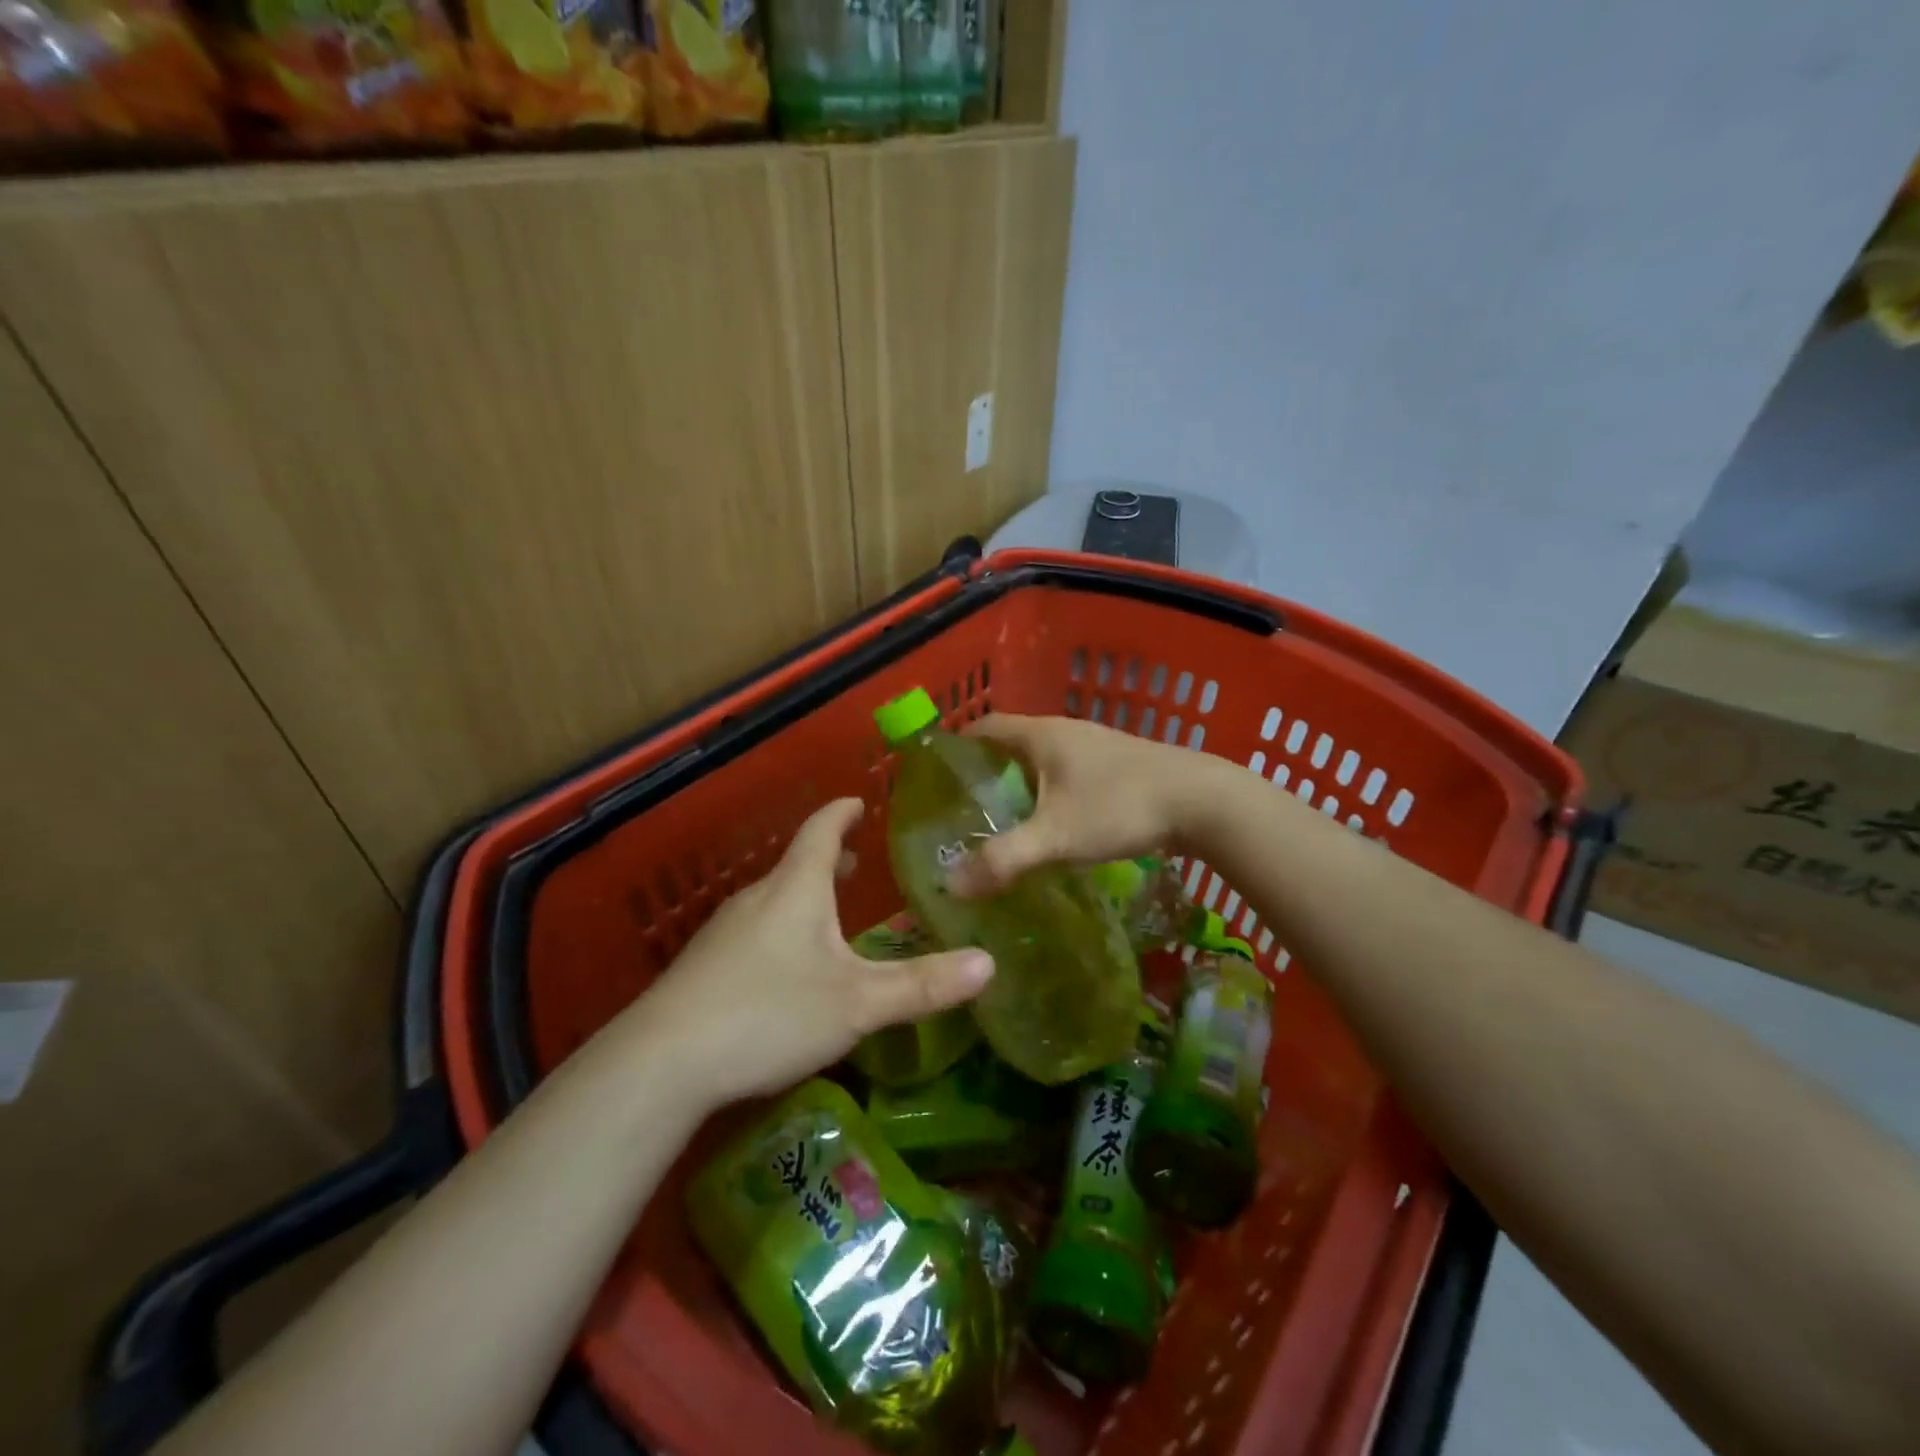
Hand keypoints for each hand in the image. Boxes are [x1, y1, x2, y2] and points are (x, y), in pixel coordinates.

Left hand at [625, 798, 993, 1108]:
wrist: (661, 1062)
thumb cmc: (769, 1014)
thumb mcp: (858, 1004)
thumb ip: (923, 986)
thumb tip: (989, 964)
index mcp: (796, 889)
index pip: (821, 830)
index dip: (842, 813)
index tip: (858, 802)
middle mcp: (758, 898)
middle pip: (796, 864)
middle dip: (827, 859)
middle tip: (855, 862)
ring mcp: (724, 931)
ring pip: (773, 899)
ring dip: (804, 896)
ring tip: (828, 913)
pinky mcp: (703, 966)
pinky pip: (752, 930)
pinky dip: (780, 928)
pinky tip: (785, 968)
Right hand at [949, 713, 1223, 895]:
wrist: (1203, 801)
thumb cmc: (1121, 806)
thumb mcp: (1056, 836)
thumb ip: (1004, 859)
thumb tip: (952, 885)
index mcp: (1042, 735)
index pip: (984, 726)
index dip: (956, 745)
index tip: (934, 775)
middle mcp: (1065, 731)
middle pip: (1011, 743)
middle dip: (984, 771)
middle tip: (961, 808)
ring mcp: (1095, 746)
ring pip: (1042, 759)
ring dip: (1019, 783)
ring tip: (999, 820)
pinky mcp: (1118, 766)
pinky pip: (1067, 773)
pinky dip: (1048, 792)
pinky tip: (1051, 823)